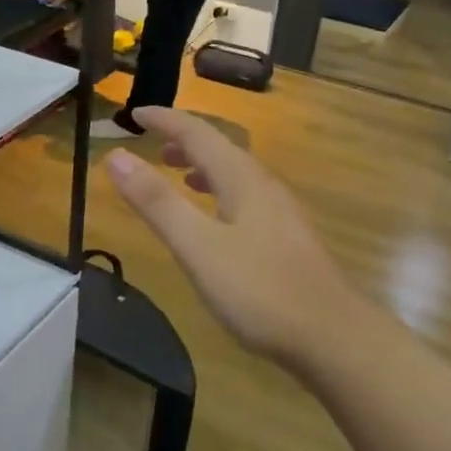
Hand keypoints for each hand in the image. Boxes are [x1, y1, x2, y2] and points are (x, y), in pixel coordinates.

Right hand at [105, 107, 365, 366]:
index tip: (134, 113)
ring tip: (176, 172)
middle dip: (183, 140)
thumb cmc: (259, 290)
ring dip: (202, 165)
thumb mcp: (197, 246)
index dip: (165, 120)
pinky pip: (245, 197)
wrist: (334, 338)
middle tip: (151, 142)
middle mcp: (263, 185)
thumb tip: (117, 156)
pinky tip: (214, 219)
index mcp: (241, 178)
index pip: (197, 133)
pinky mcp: (287, 239)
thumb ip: (157, 202)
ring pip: (234, 173)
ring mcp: (280, 212)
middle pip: (220, 148)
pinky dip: (219, 192)